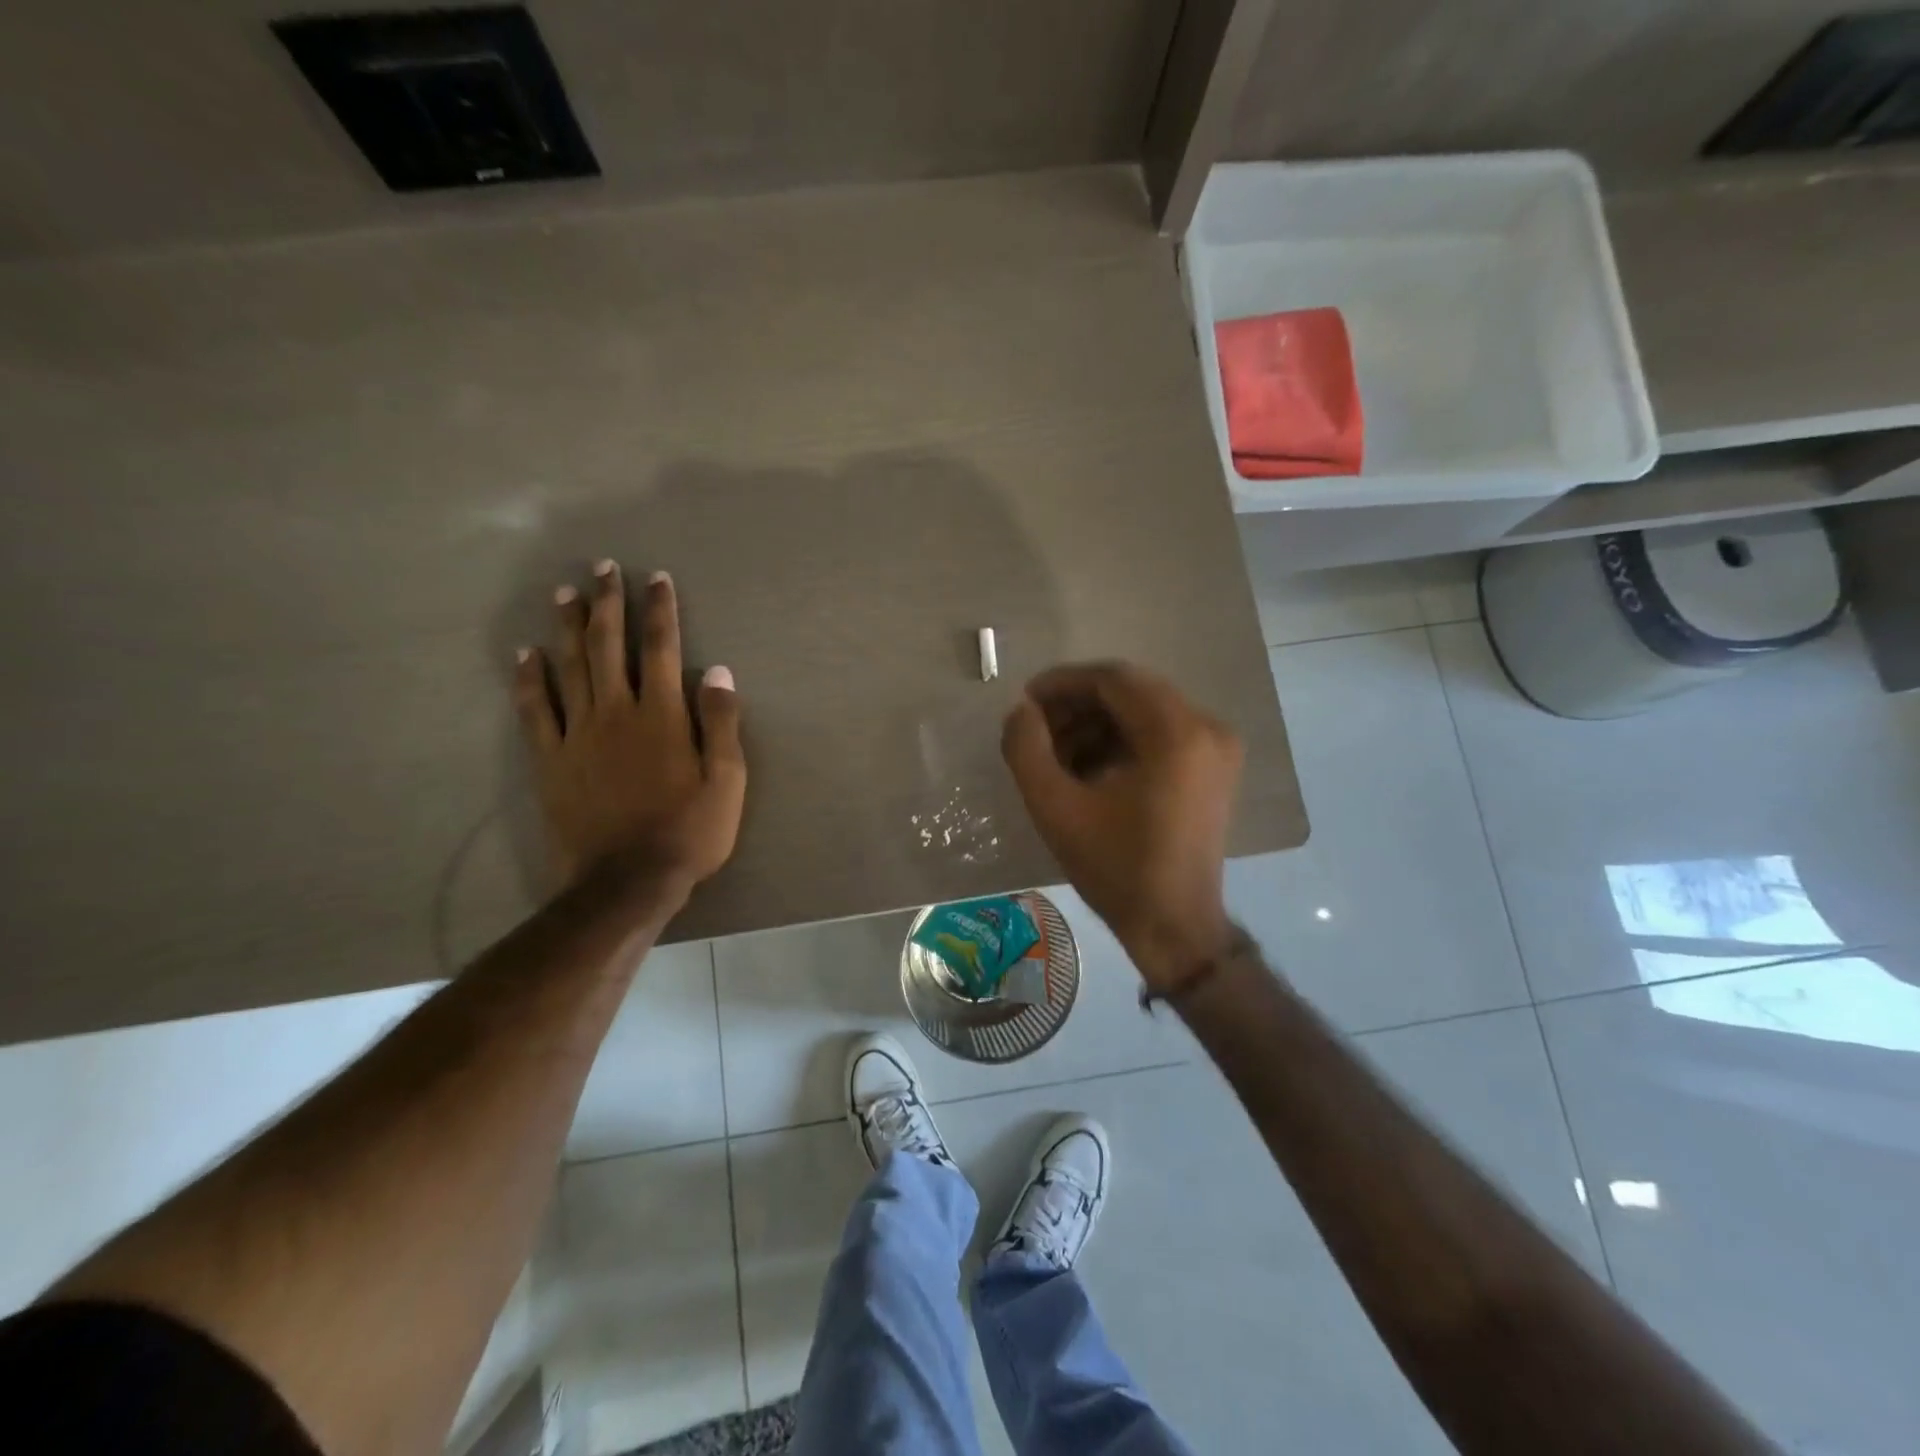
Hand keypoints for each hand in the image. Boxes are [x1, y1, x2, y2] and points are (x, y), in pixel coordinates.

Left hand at [513, 561, 745, 906]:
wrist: (627, 881)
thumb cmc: (689, 831)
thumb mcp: (726, 781)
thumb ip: (720, 723)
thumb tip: (717, 671)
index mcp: (662, 715)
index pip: (661, 648)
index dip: (659, 610)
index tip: (656, 578)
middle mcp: (617, 712)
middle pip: (610, 646)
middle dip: (608, 604)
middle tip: (602, 568)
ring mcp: (578, 734)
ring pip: (571, 668)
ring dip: (569, 628)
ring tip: (564, 594)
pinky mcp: (552, 760)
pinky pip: (536, 710)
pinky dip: (529, 679)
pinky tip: (526, 655)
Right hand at [1001, 661, 1241, 991]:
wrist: (1173, 925)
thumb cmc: (1115, 868)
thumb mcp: (1055, 808)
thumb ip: (1026, 749)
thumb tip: (1021, 710)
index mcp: (1176, 733)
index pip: (1113, 679)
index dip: (1063, 683)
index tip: (1025, 700)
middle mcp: (1206, 728)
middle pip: (1131, 691)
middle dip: (1077, 704)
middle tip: (1036, 729)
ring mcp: (1217, 747)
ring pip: (1144, 710)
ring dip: (1097, 723)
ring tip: (1056, 754)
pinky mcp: (1214, 767)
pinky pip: (1160, 732)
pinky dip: (1121, 740)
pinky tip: (1088, 767)